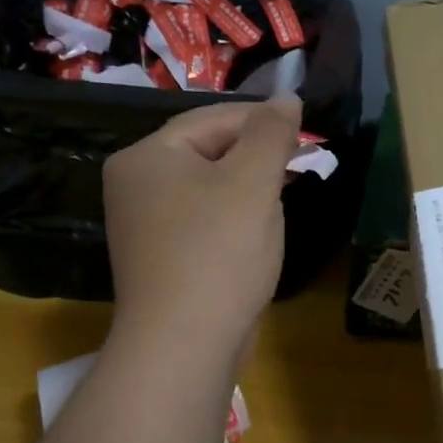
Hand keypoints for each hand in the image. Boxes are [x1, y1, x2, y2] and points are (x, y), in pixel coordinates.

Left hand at [102, 96, 301, 351]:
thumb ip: (272, 132)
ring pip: (209, 186)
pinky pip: (204, 218)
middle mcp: (136, 184)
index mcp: (148, 156)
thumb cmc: (219, 251)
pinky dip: (234, 216)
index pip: (213, 118)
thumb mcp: (253, 181)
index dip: (264, 120)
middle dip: (258, 155)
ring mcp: (145, 224)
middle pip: (209, 151)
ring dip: (250, 186)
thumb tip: (287, 97)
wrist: (184, 344)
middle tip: (301, 163)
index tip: (307, 130)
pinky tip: (259, 230)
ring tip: (286, 194)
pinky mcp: (161, 256)